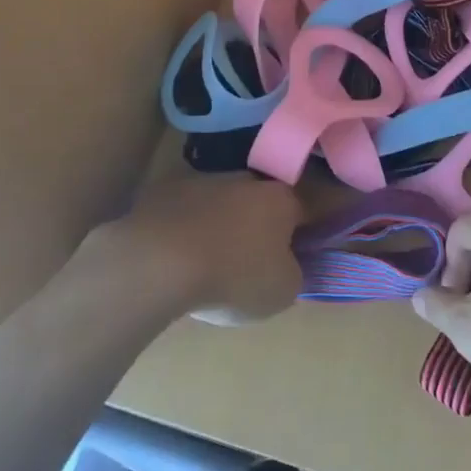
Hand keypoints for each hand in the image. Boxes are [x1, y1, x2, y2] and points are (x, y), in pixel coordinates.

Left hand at [99, 173, 302, 325]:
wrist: (159, 261)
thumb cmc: (232, 276)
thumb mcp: (282, 290)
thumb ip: (293, 270)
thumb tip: (286, 261)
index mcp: (281, 199)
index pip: (309, 206)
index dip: (312, 224)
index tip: (307, 242)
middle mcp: (247, 180)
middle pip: (262, 200)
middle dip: (262, 223)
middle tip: (255, 257)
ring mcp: (204, 180)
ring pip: (223, 201)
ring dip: (223, 222)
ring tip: (210, 259)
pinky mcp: (166, 190)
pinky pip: (187, 209)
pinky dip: (187, 226)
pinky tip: (177, 253)